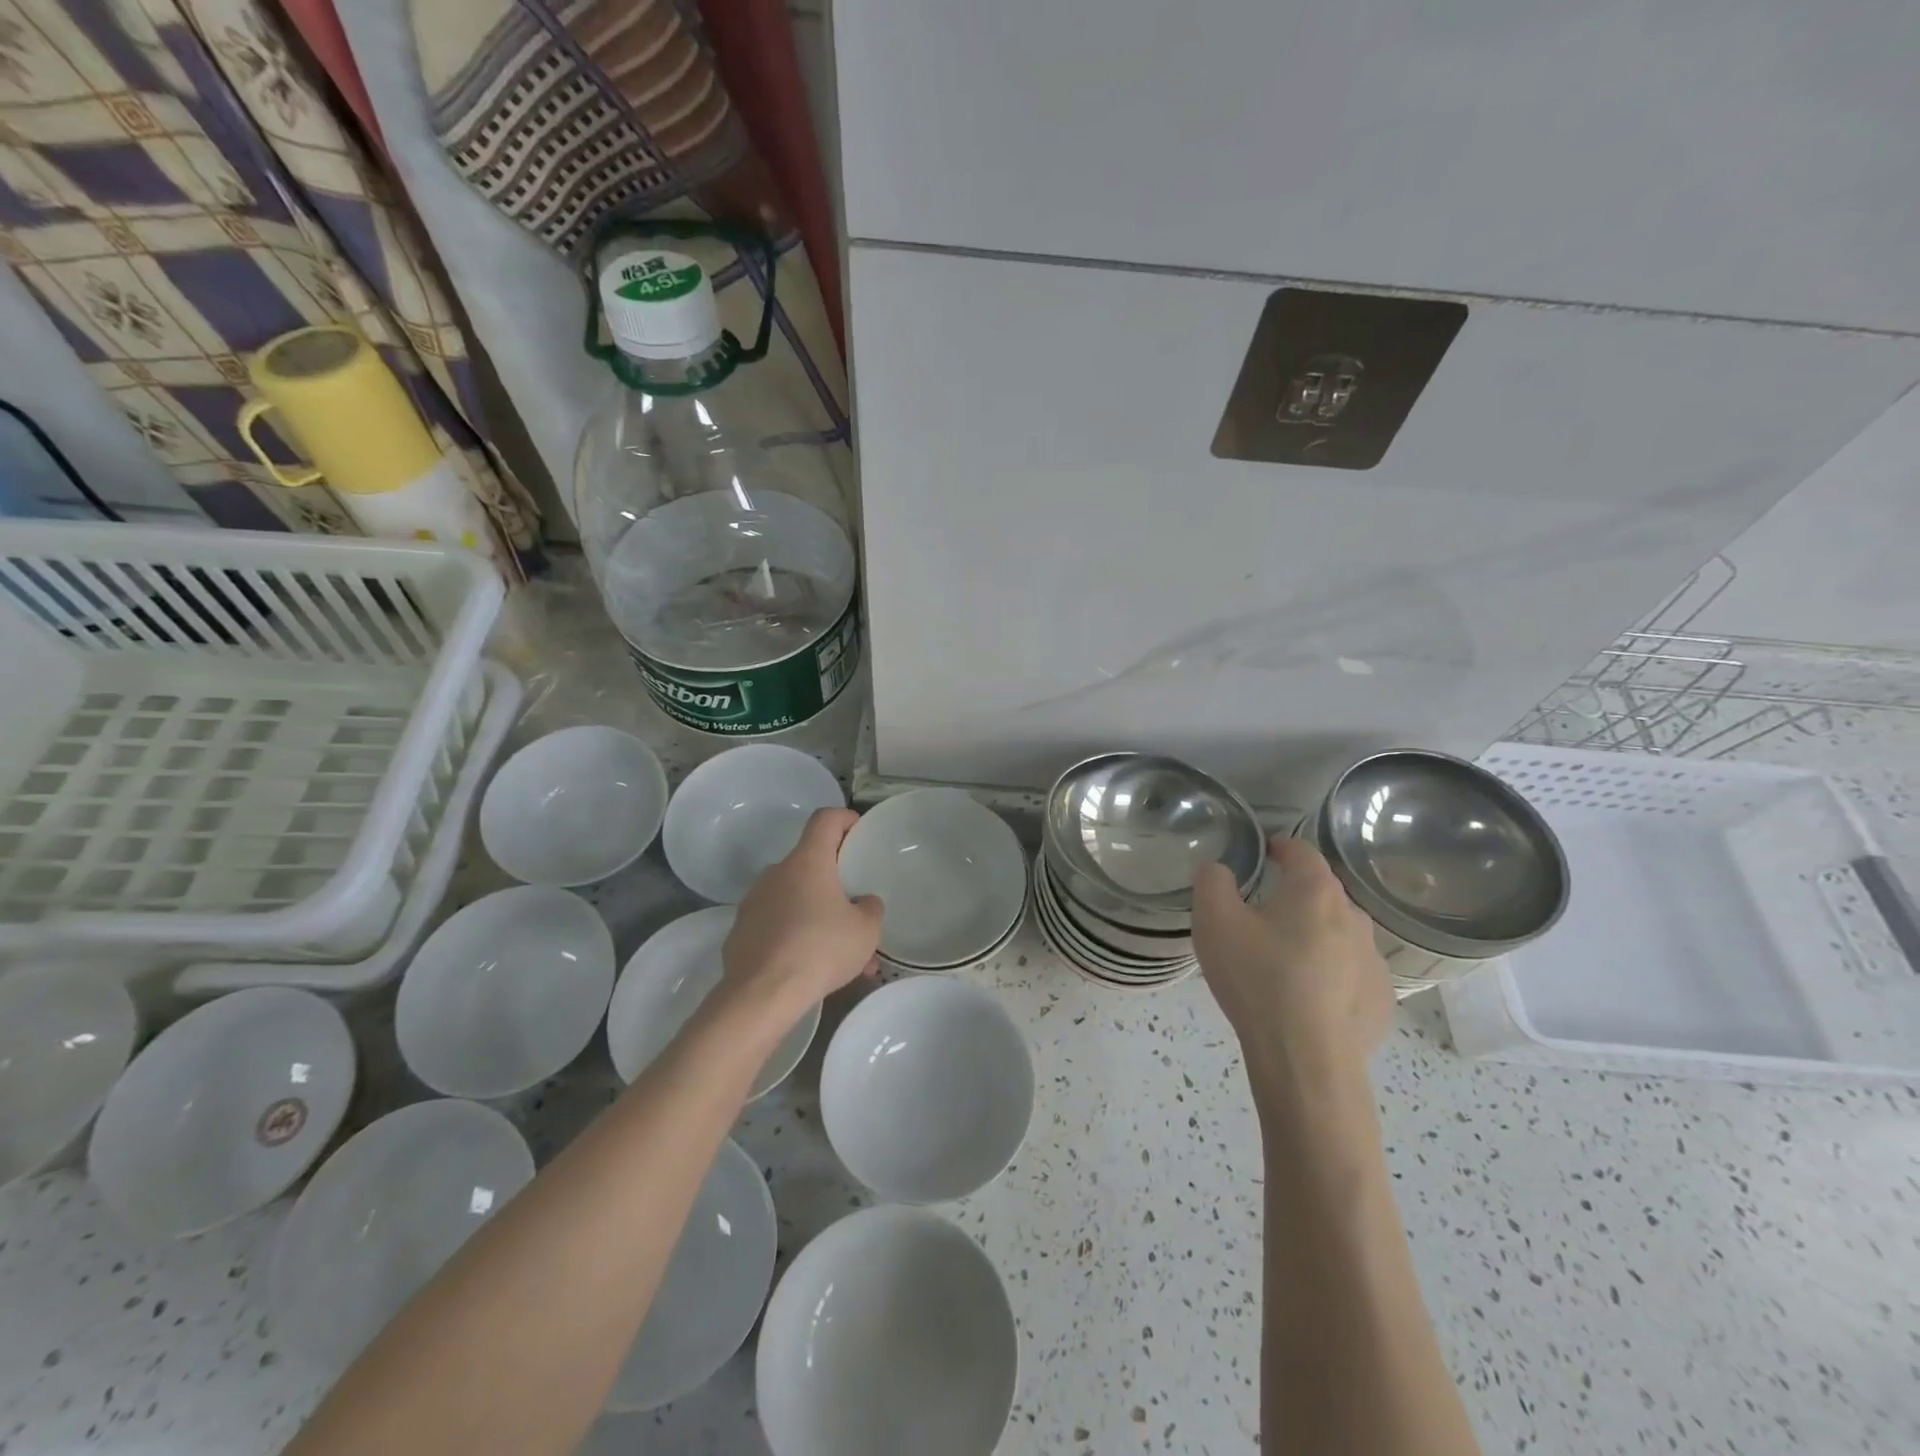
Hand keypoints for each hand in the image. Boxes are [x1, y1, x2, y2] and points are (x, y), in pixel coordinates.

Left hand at [719, 808, 882, 1032]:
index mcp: (808, 861)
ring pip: (795, 899)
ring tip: (842, 953)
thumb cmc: (820, 949)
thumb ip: (870, 907)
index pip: (825, 819)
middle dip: (836, 882)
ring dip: (819, 916)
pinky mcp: (741, 932)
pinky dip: (796, 937)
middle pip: (810, 863)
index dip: (845, 819)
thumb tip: (862, 902)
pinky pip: (777, 925)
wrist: (762, 994)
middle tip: (857, 908)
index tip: (860, 833)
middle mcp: (777, 873)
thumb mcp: (866, 930)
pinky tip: (812, 969)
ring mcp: (754, 902)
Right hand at [1192, 835, 1392, 1092]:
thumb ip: (1212, 882)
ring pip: (1338, 934)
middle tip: (1259, 918)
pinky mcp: (1380, 999)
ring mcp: (1373, 960)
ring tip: (1282, 962)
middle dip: (1293, 897)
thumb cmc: (1258, 979)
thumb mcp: (1214, 922)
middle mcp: (1353, 916)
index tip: (1262, 855)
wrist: (1305, 1060)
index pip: (1301, 851)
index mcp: (1315, 891)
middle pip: (1321, 894)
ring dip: (1313, 937)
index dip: (1280, 847)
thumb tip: (1221, 871)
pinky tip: (1306, 999)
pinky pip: (1350, 974)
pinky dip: (1330, 975)